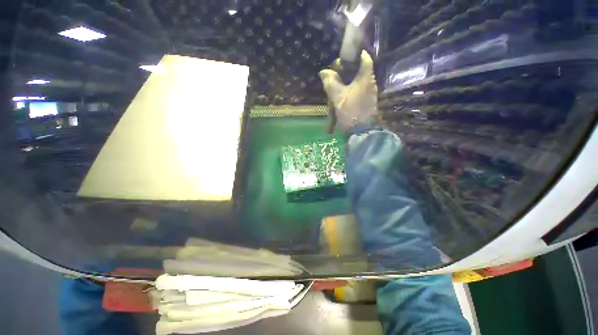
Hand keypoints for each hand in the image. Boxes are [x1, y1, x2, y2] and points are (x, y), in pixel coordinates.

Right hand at [319, 51, 377, 132]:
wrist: (361, 130)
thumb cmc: (350, 111)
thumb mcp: (337, 97)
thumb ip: (330, 83)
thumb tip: (323, 72)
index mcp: (365, 77)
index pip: (364, 57)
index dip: (353, 55)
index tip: (341, 59)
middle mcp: (370, 81)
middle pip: (358, 69)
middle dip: (345, 71)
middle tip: (333, 77)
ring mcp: (369, 92)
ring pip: (356, 81)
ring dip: (345, 82)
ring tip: (334, 88)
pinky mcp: (367, 100)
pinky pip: (357, 90)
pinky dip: (349, 91)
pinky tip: (340, 97)